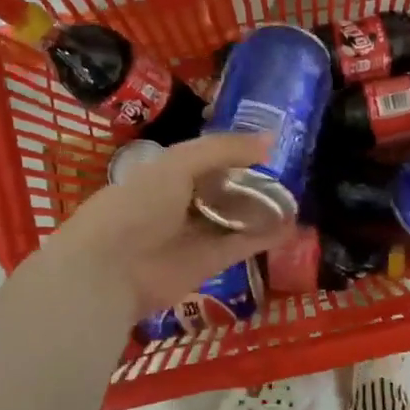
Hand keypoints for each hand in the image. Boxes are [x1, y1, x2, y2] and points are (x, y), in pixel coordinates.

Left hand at [41, 133, 293, 319]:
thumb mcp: (177, 164)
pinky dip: (266, 236)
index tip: (268, 145)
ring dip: (263, 209)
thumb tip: (270, 139)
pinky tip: (291, 226)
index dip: (234, 152)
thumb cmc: (137, 206)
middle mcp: (182, 204)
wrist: (112, 269)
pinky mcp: (210, 263)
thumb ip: (222, 149)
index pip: (205, 159)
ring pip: (236, 218)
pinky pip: (243, 245)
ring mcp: (196, 234)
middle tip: (289, 172)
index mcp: (166, 174)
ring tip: (297, 198)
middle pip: (224, 189)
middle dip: (252, 181)